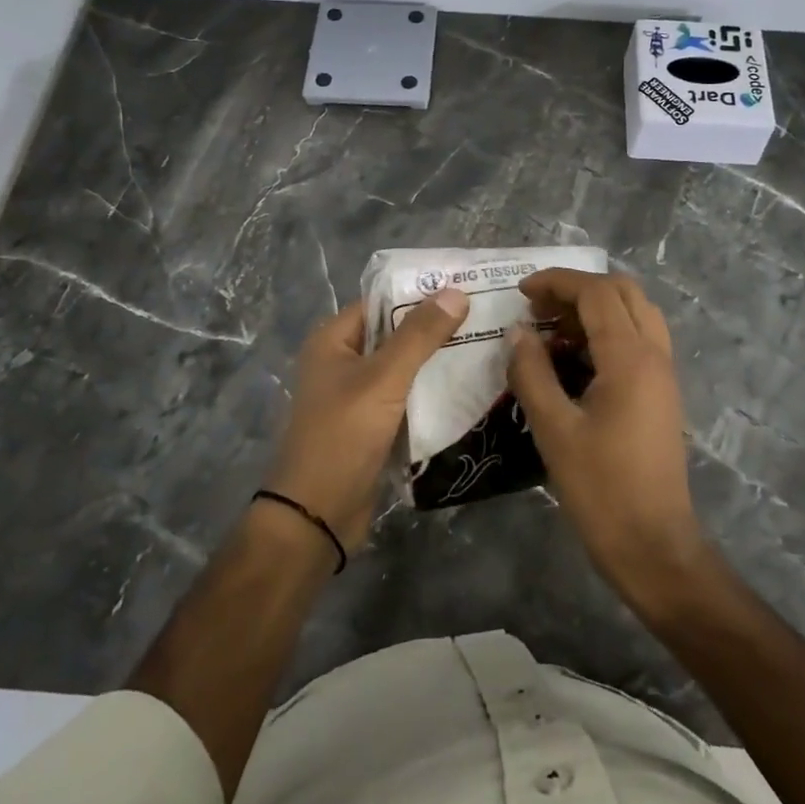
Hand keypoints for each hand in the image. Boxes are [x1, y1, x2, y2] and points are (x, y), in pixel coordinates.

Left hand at [265, 287, 469, 550]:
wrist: (317, 516)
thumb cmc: (343, 436)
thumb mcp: (384, 379)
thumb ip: (420, 335)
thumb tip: (456, 291)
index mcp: (333, 340)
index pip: (382, 302)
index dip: (421, 292)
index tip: (467, 286)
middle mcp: (342, 361)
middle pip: (395, 333)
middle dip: (436, 327)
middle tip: (487, 317)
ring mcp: (357, 395)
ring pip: (404, 367)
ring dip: (437, 360)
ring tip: (487, 346)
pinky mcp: (372, 425)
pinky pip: (406, 397)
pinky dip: (431, 391)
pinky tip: (469, 386)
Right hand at [508, 270, 709, 606]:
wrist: (654, 546)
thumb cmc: (601, 489)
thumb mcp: (554, 429)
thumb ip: (532, 372)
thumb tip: (518, 332)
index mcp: (630, 358)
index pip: (596, 292)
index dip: (557, 282)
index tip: (521, 292)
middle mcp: (654, 354)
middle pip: (622, 291)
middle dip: (577, 289)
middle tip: (539, 310)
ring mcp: (664, 373)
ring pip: (636, 312)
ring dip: (596, 308)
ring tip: (554, 331)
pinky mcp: (663, 393)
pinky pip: (640, 339)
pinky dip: (609, 331)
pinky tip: (577, 359)